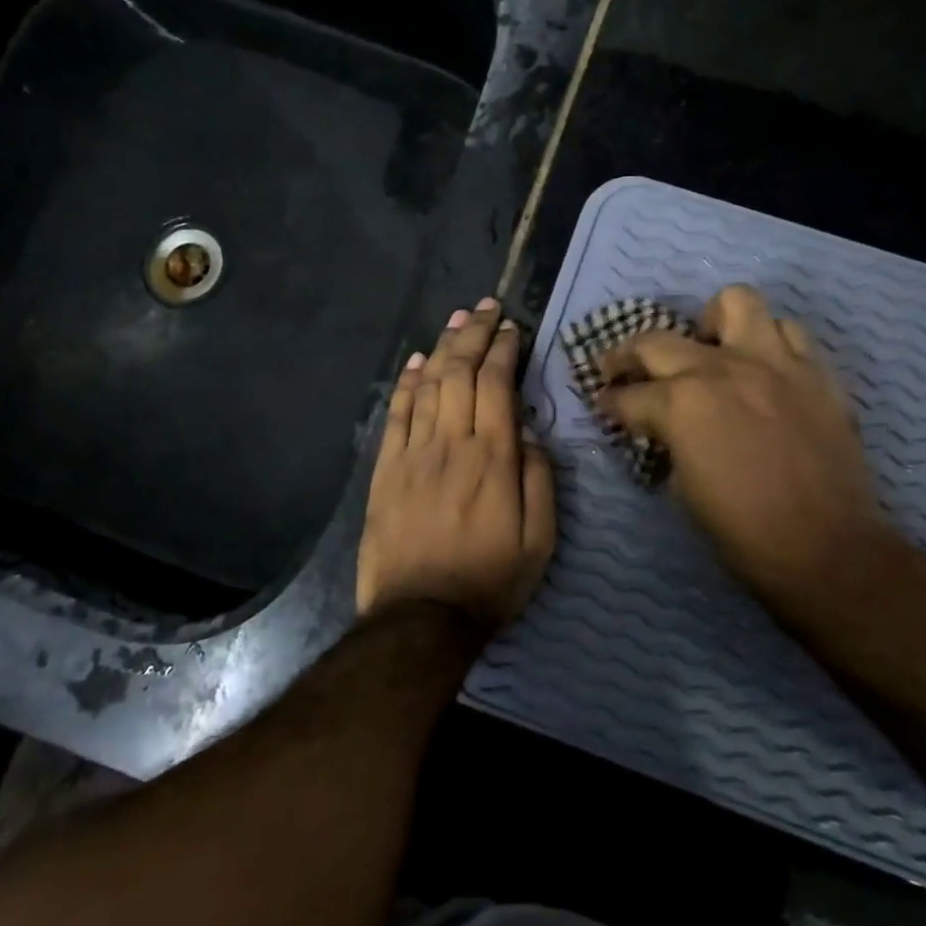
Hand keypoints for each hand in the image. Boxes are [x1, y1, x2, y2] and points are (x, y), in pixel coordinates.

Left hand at [357, 297, 556, 634]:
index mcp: (493, 458)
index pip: (497, 386)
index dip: (504, 350)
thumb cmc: (490, 580)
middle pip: (461, 374)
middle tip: (486, 308)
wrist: (421, 617)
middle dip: (475, 335)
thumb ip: (539, 480)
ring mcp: (414, 454)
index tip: (512, 328)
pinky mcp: (386, 470)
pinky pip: (397, 414)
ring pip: (428, 386)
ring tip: (457, 320)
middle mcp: (452, 444)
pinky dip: (408, 383)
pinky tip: (418, 361)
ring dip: (444, 348)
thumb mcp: (540, 540)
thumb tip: (530, 433)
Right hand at [597, 285, 897, 625]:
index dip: (609, 403)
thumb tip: (666, 428)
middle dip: (627, 356)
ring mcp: (774, 362)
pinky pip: (789, 331)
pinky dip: (769, 342)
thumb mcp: (683, 487)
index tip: (604, 405)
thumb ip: (670, 441)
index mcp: (681, 404)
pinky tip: (763, 367)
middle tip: (623, 371)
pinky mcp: (815, 370)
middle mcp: (722, 368)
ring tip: (710, 348)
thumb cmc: (742, 530)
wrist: (826, 548)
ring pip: (735, 303)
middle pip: (657, 341)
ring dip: (712, 324)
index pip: (628, 395)